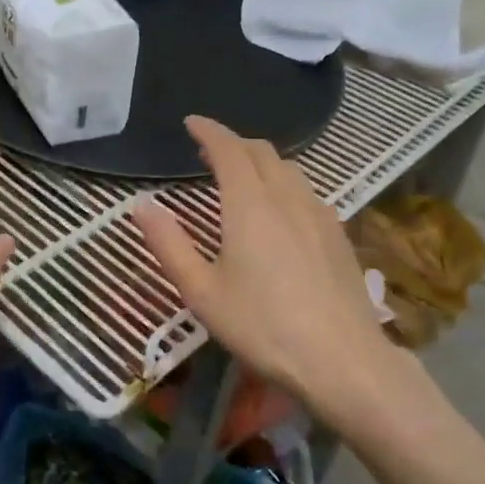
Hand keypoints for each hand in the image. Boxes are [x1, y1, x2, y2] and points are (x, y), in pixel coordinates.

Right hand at [132, 116, 407, 425]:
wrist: (343, 360)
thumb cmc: (263, 326)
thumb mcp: (201, 291)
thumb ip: (169, 244)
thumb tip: (141, 204)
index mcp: (250, 204)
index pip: (229, 149)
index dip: (209, 131)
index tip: (191, 123)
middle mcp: (287, 197)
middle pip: (262, 152)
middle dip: (234, 143)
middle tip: (209, 152)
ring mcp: (320, 214)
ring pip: (289, 170)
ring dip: (261, 162)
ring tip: (241, 178)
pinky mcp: (339, 235)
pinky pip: (306, 191)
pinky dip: (283, 184)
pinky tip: (279, 211)